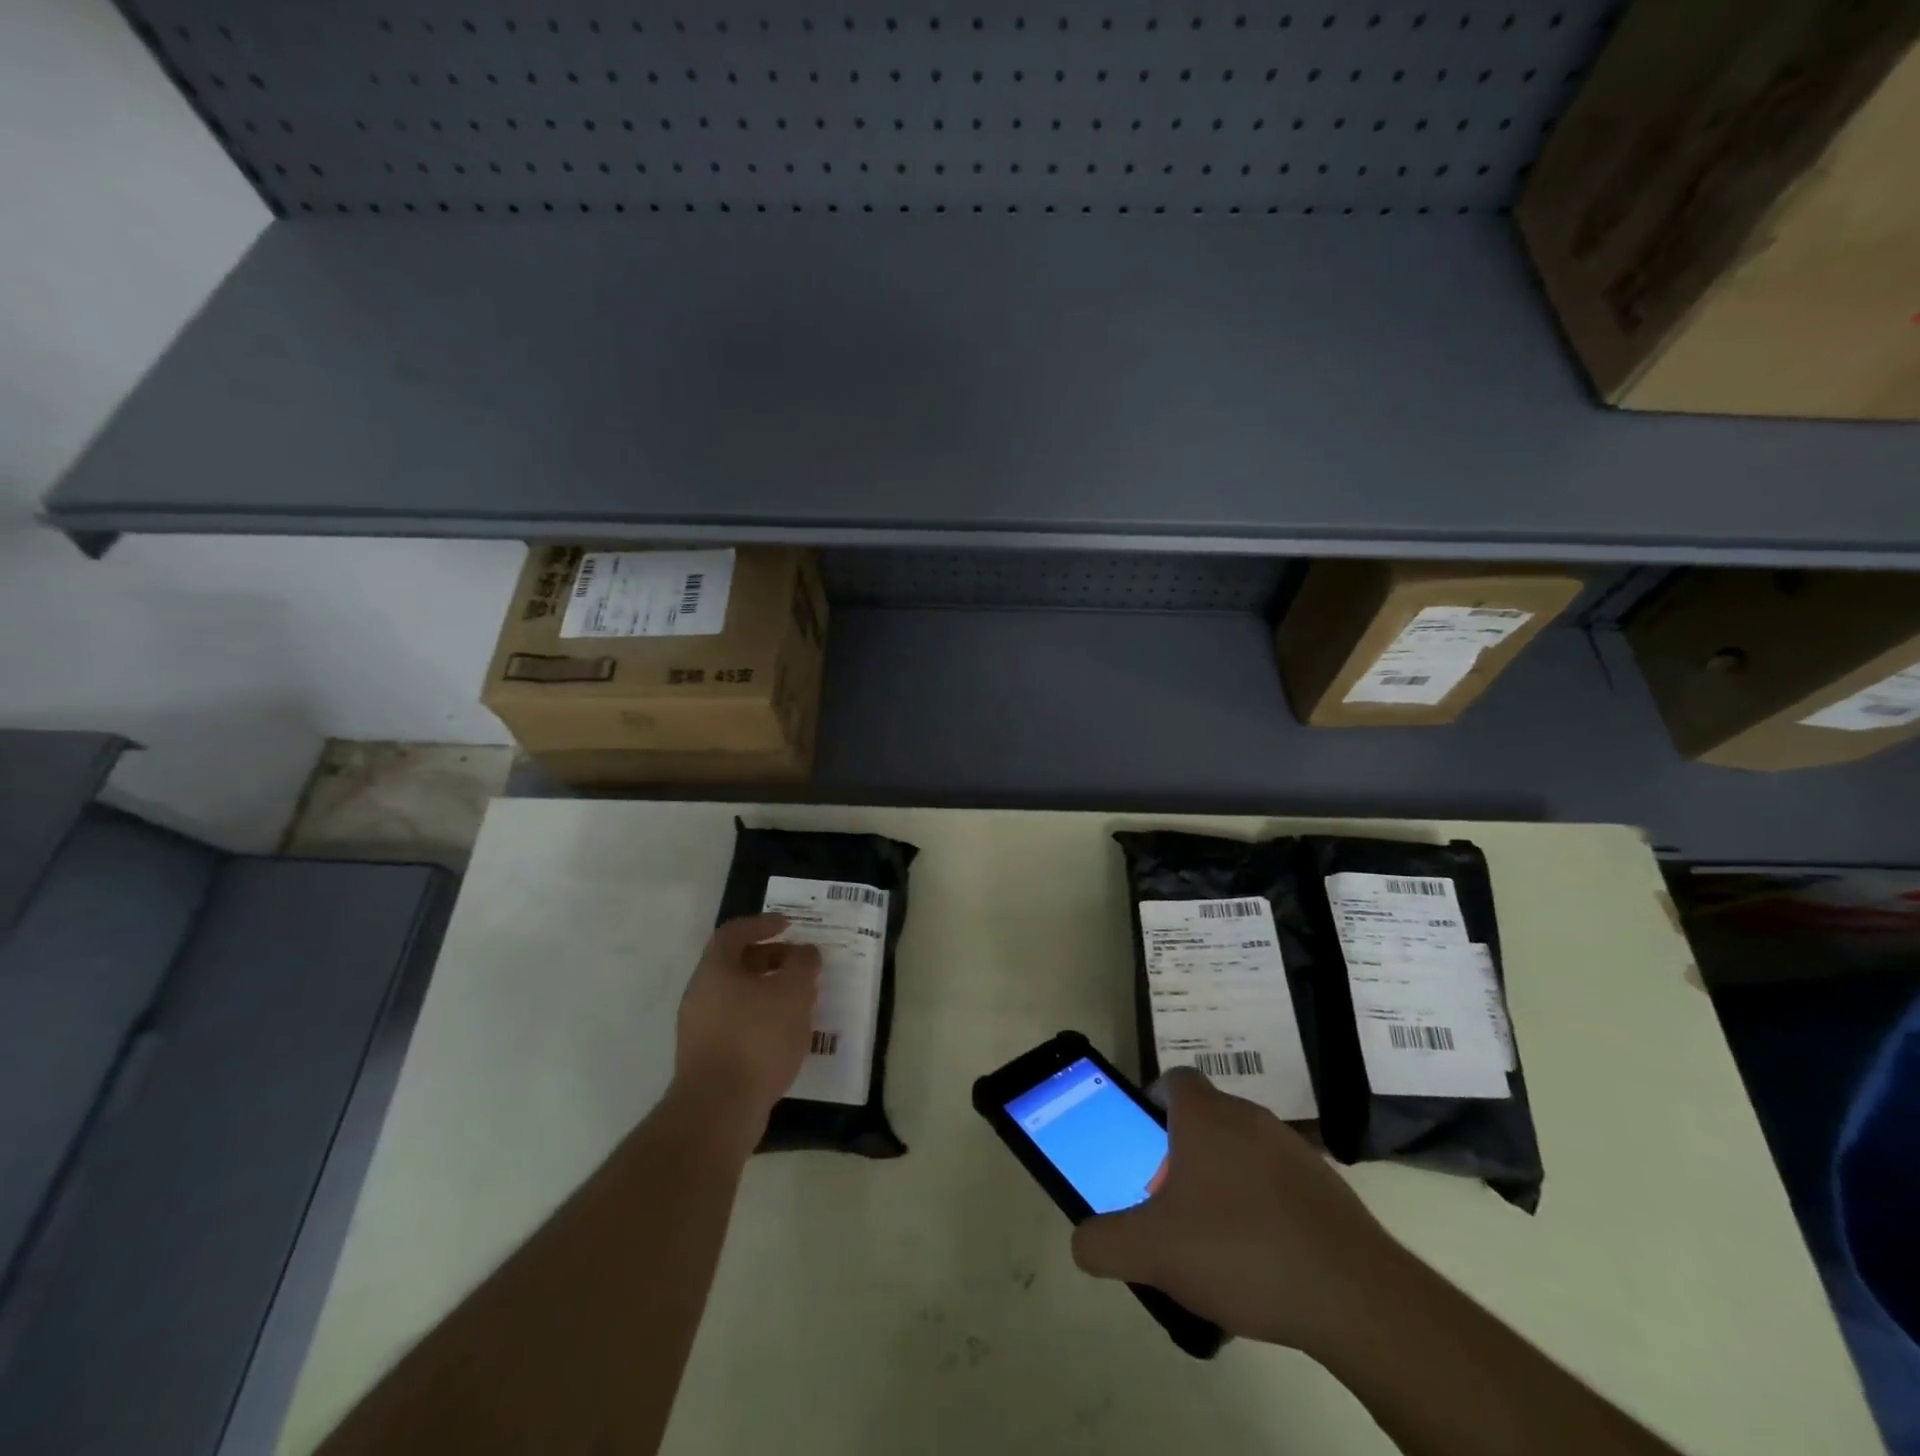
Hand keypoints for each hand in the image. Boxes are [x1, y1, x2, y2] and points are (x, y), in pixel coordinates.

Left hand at [673, 914, 821, 1126]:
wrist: (718, 1110)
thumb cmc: (756, 1038)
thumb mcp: (793, 993)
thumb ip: (803, 965)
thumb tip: (805, 953)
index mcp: (715, 969)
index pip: (734, 932)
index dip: (762, 924)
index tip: (789, 926)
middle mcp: (700, 994)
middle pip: (735, 964)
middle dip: (769, 959)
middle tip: (799, 964)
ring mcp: (699, 1028)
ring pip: (736, 996)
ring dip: (767, 991)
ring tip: (799, 1000)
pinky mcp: (705, 1058)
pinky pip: (736, 1024)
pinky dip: (760, 1018)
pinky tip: (784, 1034)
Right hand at [1071, 1068, 1403, 1352]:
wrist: (1353, 1294)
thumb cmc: (1239, 1249)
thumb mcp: (1152, 1251)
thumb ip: (1104, 1242)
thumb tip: (1082, 1241)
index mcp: (1206, 1115)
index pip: (1174, 1080)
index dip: (1154, 1101)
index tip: (1145, 1140)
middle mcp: (1249, 1117)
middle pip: (1206, 1119)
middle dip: (1183, 1155)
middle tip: (1172, 1204)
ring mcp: (1294, 1149)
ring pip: (1244, 1152)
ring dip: (1224, 1182)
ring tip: (1216, 1241)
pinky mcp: (1328, 1187)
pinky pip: (1279, 1184)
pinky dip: (1264, 1208)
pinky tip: (1262, 1261)